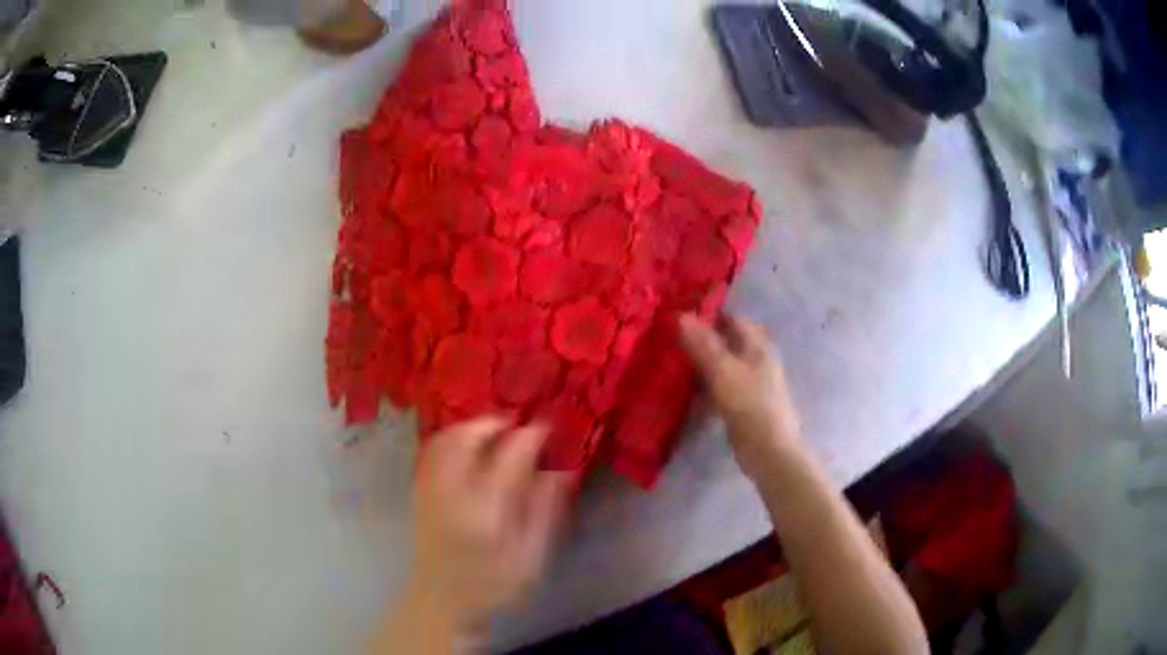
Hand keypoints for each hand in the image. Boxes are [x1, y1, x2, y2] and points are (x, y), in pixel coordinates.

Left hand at [409, 417, 571, 631]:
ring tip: (496, 430)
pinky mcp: (420, 492)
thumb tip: (561, 472)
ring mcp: (431, 490)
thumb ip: (544, 513)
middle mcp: (452, 492)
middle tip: (519, 424)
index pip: (510, 456)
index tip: (548, 427)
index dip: (531, 436)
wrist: (441, 601)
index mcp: (485, 510)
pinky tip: (468, 445)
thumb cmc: (492, 586)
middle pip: (468, 438)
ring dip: (471, 426)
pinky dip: (451, 437)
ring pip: (446, 439)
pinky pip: (431, 451)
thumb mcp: (530, 559)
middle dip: (495, 423)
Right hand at [679, 313, 803, 480]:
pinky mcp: (744, 404)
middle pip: (727, 342)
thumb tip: (682, 316)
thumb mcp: (722, 371)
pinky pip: (722, 386)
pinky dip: (706, 385)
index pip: (732, 319)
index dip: (709, 315)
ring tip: (673, 362)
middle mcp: (757, 360)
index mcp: (757, 346)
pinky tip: (688, 391)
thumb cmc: (749, 404)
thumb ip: (703, 345)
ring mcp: (752, 383)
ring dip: (702, 363)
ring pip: (723, 365)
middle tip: (671, 339)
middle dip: (702, 339)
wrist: (768, 449)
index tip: (680, 315)